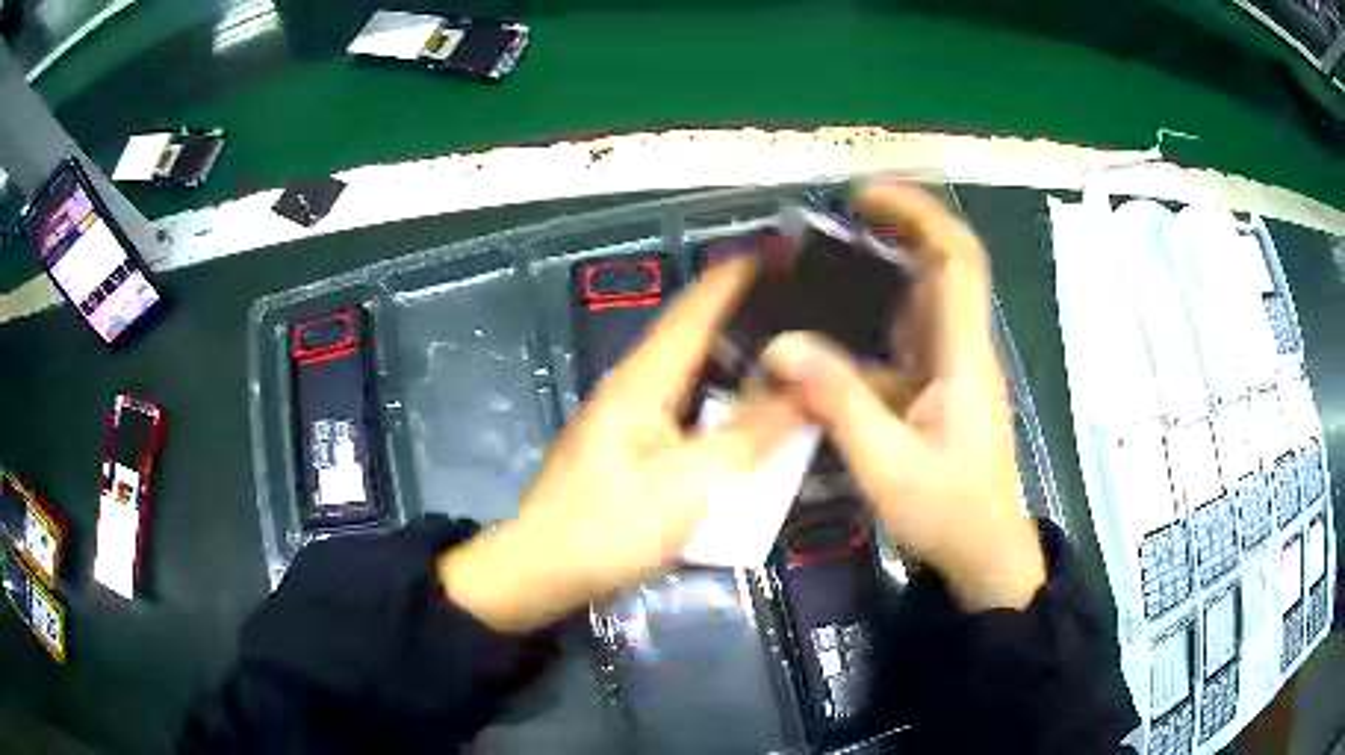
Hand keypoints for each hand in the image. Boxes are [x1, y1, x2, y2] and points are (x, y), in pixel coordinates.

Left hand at [440, 258, 803, 632]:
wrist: (542, 573)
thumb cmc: (609, 526)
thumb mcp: (689, 484)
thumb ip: (749, 435)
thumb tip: (806, 386)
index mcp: (644, 379)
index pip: (698, 308)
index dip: (740, 277)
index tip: (787, 256)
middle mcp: (638, 387)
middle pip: (701, 337)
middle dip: (753, 320)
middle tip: (812, 316)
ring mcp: (634, 420)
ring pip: (698, 377)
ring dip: (743, 365)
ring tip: (797, 360)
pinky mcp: (636, 451)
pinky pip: (692, 413)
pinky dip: (727, 406)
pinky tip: (755, 418)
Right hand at [763, 183, 1044, 611]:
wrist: (985, 557)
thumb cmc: (948, 512)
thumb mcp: (887, 462)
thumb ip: (838, 400)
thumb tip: (783, 344)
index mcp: (963, 354)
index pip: (958, 258)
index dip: (919, 214)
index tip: (865, 197)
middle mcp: (963, 349)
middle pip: (940, 267)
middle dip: (895, 230)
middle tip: (835, 220)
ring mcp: (953, 371)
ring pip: (921, 303)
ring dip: (880, 276)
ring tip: (821, 269)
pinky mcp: (939, 394)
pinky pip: (905, 343)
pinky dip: (870, 327)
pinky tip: (828, 341)